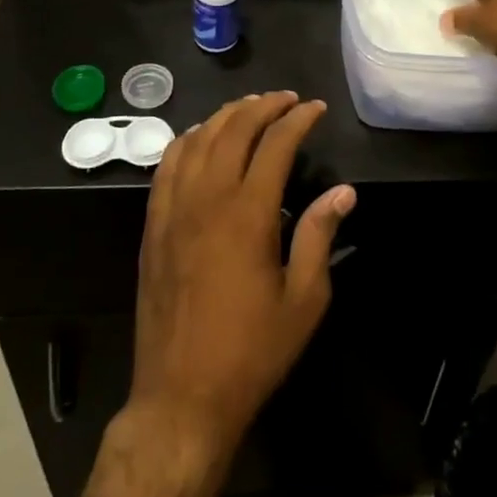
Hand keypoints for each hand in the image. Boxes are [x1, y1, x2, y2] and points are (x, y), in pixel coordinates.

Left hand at [131, 93, 356, 459]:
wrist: (181, 396)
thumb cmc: (251, 351)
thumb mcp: (304, 300)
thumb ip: (320, 236)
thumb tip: (343, 191)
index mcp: (248, 213)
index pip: (275, 144)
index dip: (298, 119)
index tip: (315, 108)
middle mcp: (208, 198)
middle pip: (234, 129)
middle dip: (263, 105)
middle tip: (286, 100)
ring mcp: (174, 209)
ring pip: (198, 138)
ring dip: (226, 115)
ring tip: (249, 109)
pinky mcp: (153, 225)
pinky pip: (167, 164)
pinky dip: (189, 139)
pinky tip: (201, 139)